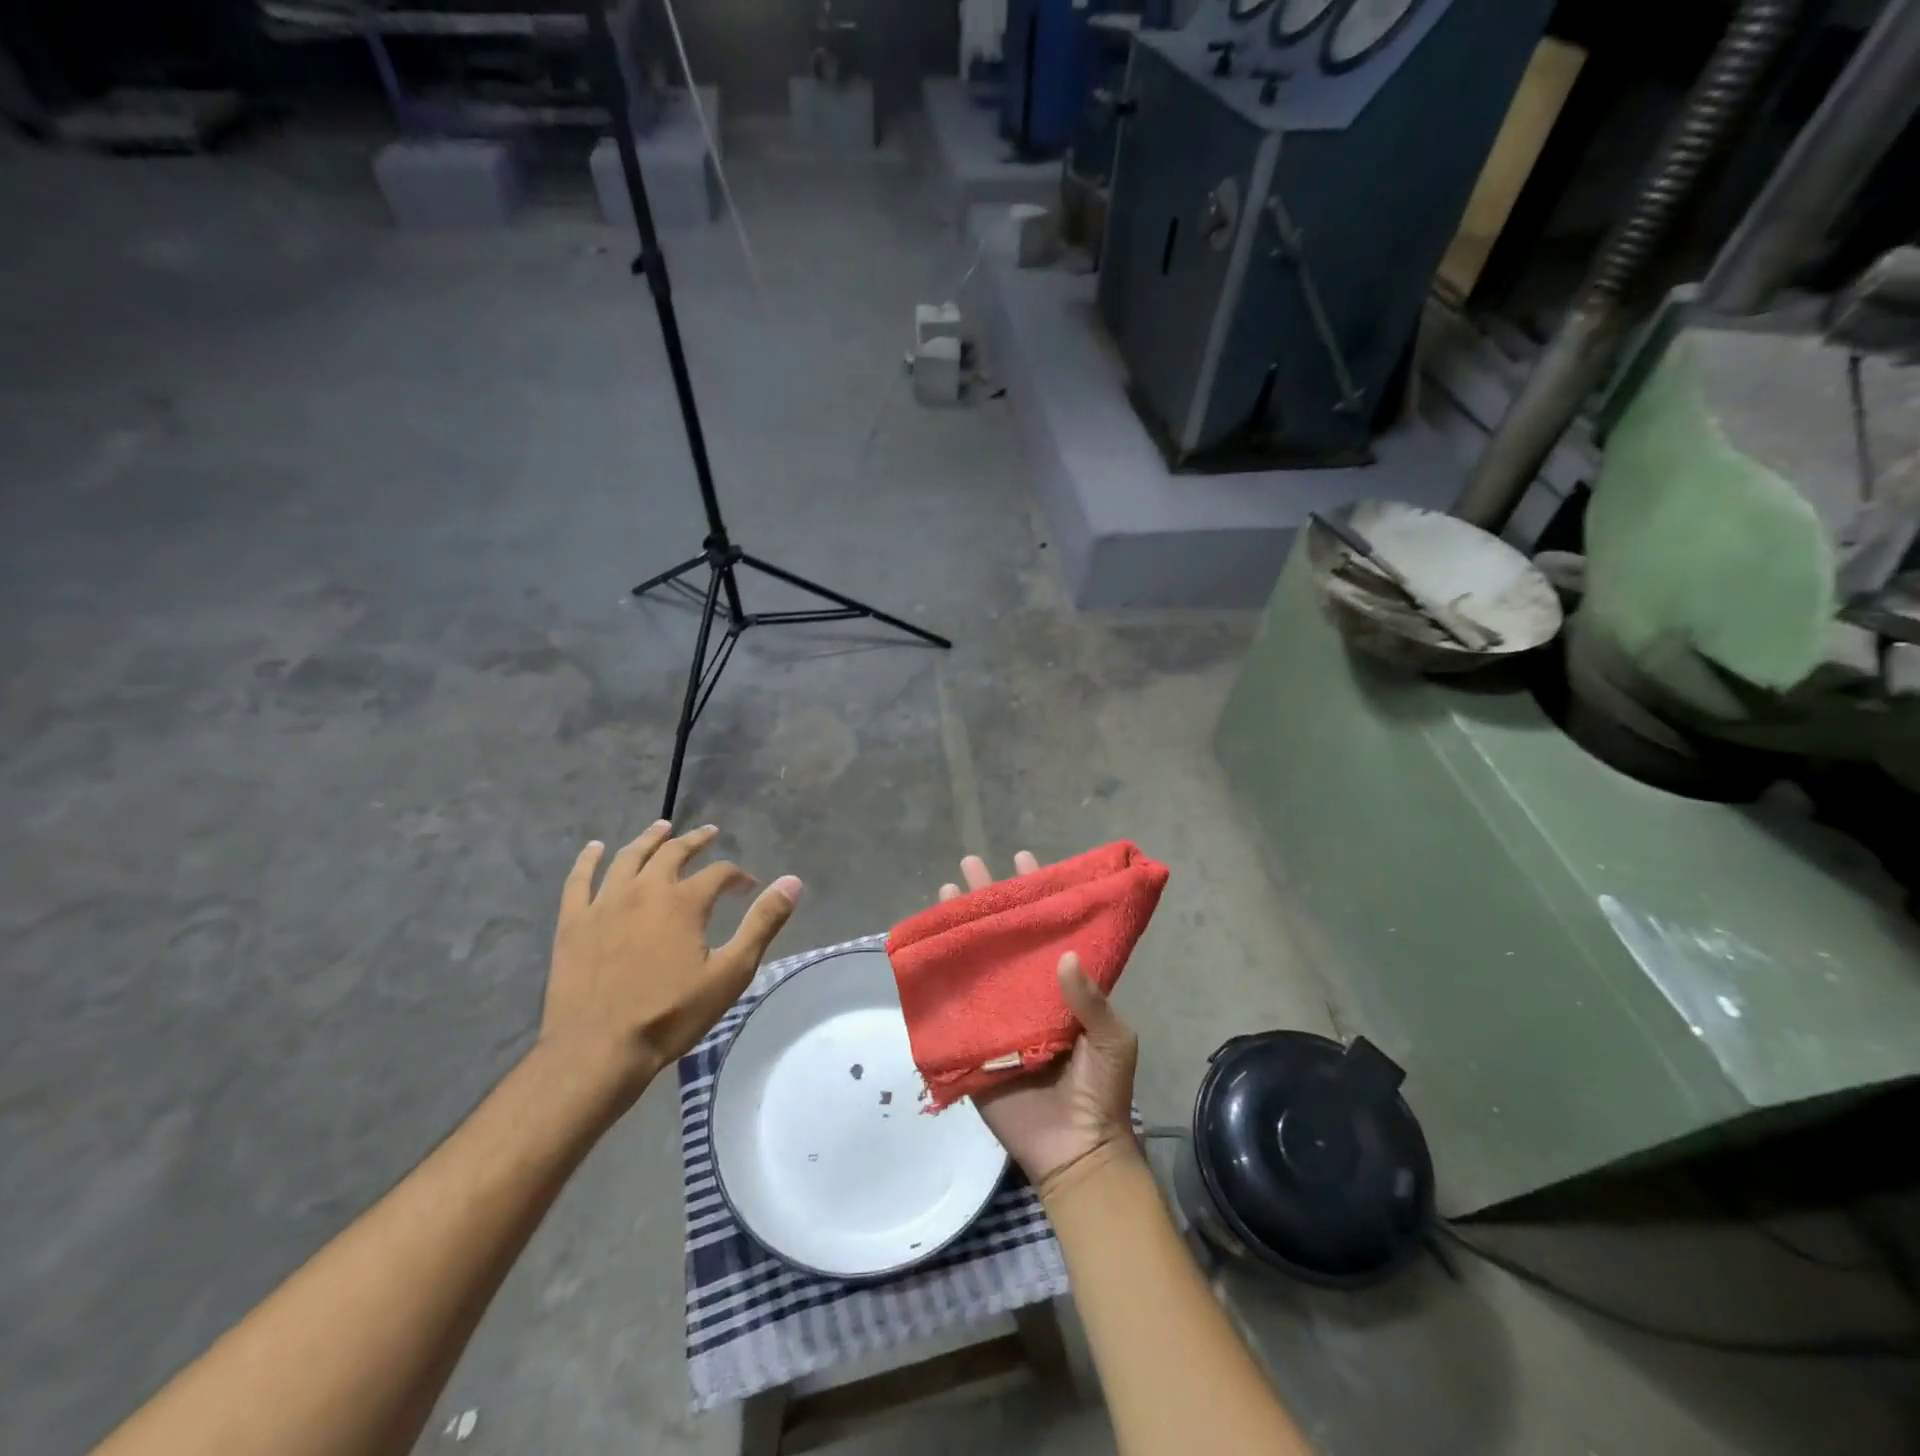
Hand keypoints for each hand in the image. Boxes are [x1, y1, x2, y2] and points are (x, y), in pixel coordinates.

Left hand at [541, 821, 801, 1096]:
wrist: (598, 1051)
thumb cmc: (671, 1015)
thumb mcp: (730, 973)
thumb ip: (762, 923)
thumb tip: (792, 881)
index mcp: (684, 901)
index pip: (719, 873)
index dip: (738, 876)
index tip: (748, 887)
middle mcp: (644, 890)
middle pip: (673, 853)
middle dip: (695, 841)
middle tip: (709, 833)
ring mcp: (604, 903)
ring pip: (628, 857)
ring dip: (649, 839)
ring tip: (661, 827)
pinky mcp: (573, 922)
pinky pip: (579, 880)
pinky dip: (588, 860)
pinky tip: (595, 849)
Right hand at [939, 853, 1138, 1195]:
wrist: (1077, 1151)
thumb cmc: (1104, 1091)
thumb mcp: (1114, 1040)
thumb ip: (1092, 1000)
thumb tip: (1063, 957)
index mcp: (1063, 986)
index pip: (1048, 928)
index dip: (1036, 894)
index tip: (1023, 859)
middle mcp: (1028, 991)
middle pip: (1005, 936)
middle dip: (989, 899)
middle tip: (970, 864)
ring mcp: (999, 1015)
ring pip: (977, 962)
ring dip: (961, 929)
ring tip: (945, 894)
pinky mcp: (974, 1043)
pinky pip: (954, 1008)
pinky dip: (940, 981)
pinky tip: (927, 954)